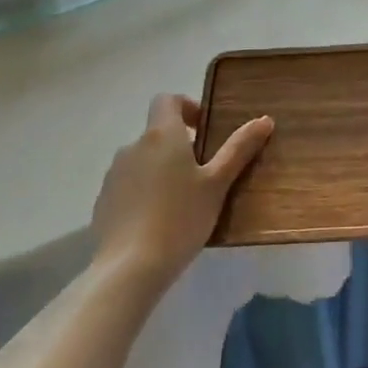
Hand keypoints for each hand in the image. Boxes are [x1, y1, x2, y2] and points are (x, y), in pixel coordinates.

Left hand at [92, 94, 272, 288]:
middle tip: (204, 174)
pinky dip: (144, 193)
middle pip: (157, 133)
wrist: (129, 267)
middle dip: (179, 146)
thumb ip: (239, 149)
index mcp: (161, 135)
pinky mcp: (103, 202)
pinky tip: (159, 221)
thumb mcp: (217, 183)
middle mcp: (132, 147)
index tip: (205, 131)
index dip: (187, 107)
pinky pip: (129, 186)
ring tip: (183, 201)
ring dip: (161, 170)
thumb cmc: (181, 217)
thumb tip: (264, 120)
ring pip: (143, 160)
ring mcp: (113, 175)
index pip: (167, 99)